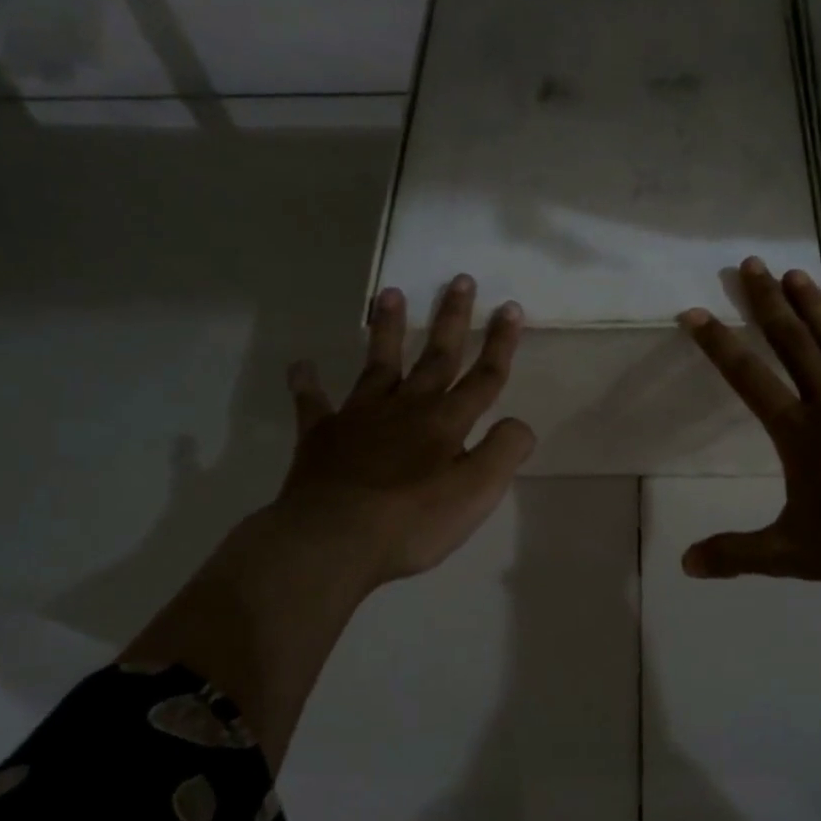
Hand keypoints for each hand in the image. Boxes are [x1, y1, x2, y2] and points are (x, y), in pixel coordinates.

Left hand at [270, 274, 535, 589]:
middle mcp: (406, 408)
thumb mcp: (477, 493)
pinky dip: (308, 384)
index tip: (511, 307)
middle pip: (435, 357)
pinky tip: (301, 365)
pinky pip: (314, 404)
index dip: (500, 344)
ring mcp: (360, 418)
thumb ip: (504, 452)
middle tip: (460, 280)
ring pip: (379, 364)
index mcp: (446, 423)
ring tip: (389, 292)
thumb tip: (519, 424)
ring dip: (386, 329)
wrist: (334, 540)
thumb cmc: (413, 522)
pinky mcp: (322, 436)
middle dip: (451, 319)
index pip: (483, 377)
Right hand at [678, 257, 820, 581]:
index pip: (748, 380)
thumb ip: (736, 555)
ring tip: (799, 272)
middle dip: (767, 305)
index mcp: (798, 433)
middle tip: (751, 264)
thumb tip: (686, 565)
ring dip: (819, 308)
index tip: (694, 312)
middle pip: (792, 345)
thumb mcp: (790, 553)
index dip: (718, 346)